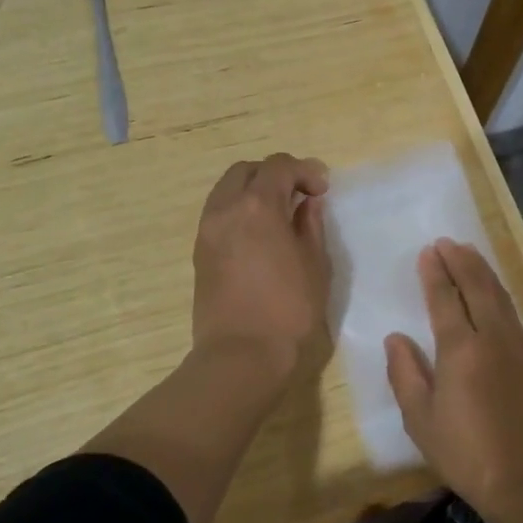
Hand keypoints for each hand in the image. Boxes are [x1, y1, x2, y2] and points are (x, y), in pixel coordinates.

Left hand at [191, 153, 331, 386]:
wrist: (241, 356)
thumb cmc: (289, 310)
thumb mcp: (315, 265)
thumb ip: (310, 225)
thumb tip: (307, 204)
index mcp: (258, 206)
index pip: (278, 166)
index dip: (304, 170)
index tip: (322, 191)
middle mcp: (226, 209)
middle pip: (246, 171)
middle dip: (274, 174)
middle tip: (299, 196)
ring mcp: (207, 230)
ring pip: (227, 190)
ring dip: (253, 191)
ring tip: (279, 215)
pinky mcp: (200, 252)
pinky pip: (219, 214)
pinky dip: (239, 211)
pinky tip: (260, 235)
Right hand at [385, 239, 522, 521]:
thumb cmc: (466, 454)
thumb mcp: (421, 420)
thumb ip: (405, 374)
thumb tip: (396, 338)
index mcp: (460, 350)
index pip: (445, 299)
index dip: (435, 273)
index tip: (428, 251)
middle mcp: (493, 338)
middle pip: (477, 286)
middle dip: (461, 261)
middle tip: (447, 242)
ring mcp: (520, 347)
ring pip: (500, 296)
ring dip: (483, 272)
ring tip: (469, 254)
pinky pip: (514, 316)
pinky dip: (500, 295)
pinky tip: (494, 295)